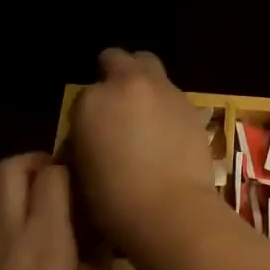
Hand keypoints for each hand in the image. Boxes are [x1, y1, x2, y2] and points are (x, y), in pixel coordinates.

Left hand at [0, 154, 101, 269]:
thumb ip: (95, 260)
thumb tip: (104, 236)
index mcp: (44, 234)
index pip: (51, 172)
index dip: (70, 163)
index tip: (89, 172)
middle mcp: (10, 232)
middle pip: (9, 169)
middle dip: (35, 161)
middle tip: (62, 179)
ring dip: (24, 196)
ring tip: (56, 221)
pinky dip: (15, 227)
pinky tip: (37, 261)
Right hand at [69, 49, 214, 250]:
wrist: (171, 210)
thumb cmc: (114, 200)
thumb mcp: (80, 171)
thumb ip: (82, 141)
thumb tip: (90, 136)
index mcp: (92, 101)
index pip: (84, 94)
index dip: (87, 112)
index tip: (91, 130)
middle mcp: (128, 84)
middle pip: (119, 59)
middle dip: (114, 72)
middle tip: (116, 99)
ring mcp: (163, 90)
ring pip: (150, 68)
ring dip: (143, 83)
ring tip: (143, 112)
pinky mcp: (190, 104)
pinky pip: (172, 93)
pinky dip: (165, 102)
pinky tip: (166, 128)